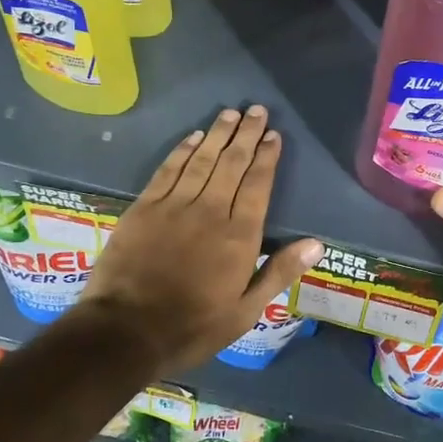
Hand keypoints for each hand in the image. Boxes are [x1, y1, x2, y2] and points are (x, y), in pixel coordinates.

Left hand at [80, 105, 321, 376]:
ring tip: (230, 113)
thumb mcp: (245, 311)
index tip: (274, 135)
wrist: (126, 331)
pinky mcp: (144, 208)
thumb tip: (317, 244)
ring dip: (218, 134)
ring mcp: (174, 206)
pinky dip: (183, 151)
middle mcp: (210, 211)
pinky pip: (168, 170)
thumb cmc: (192, 326)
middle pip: (232, 163)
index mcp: (239, 236)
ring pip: (202, 160)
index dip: (267, 157)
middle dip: (246, 135)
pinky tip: (193, 137)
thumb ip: (279, 273)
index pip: (257, 185)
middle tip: (257, 110)